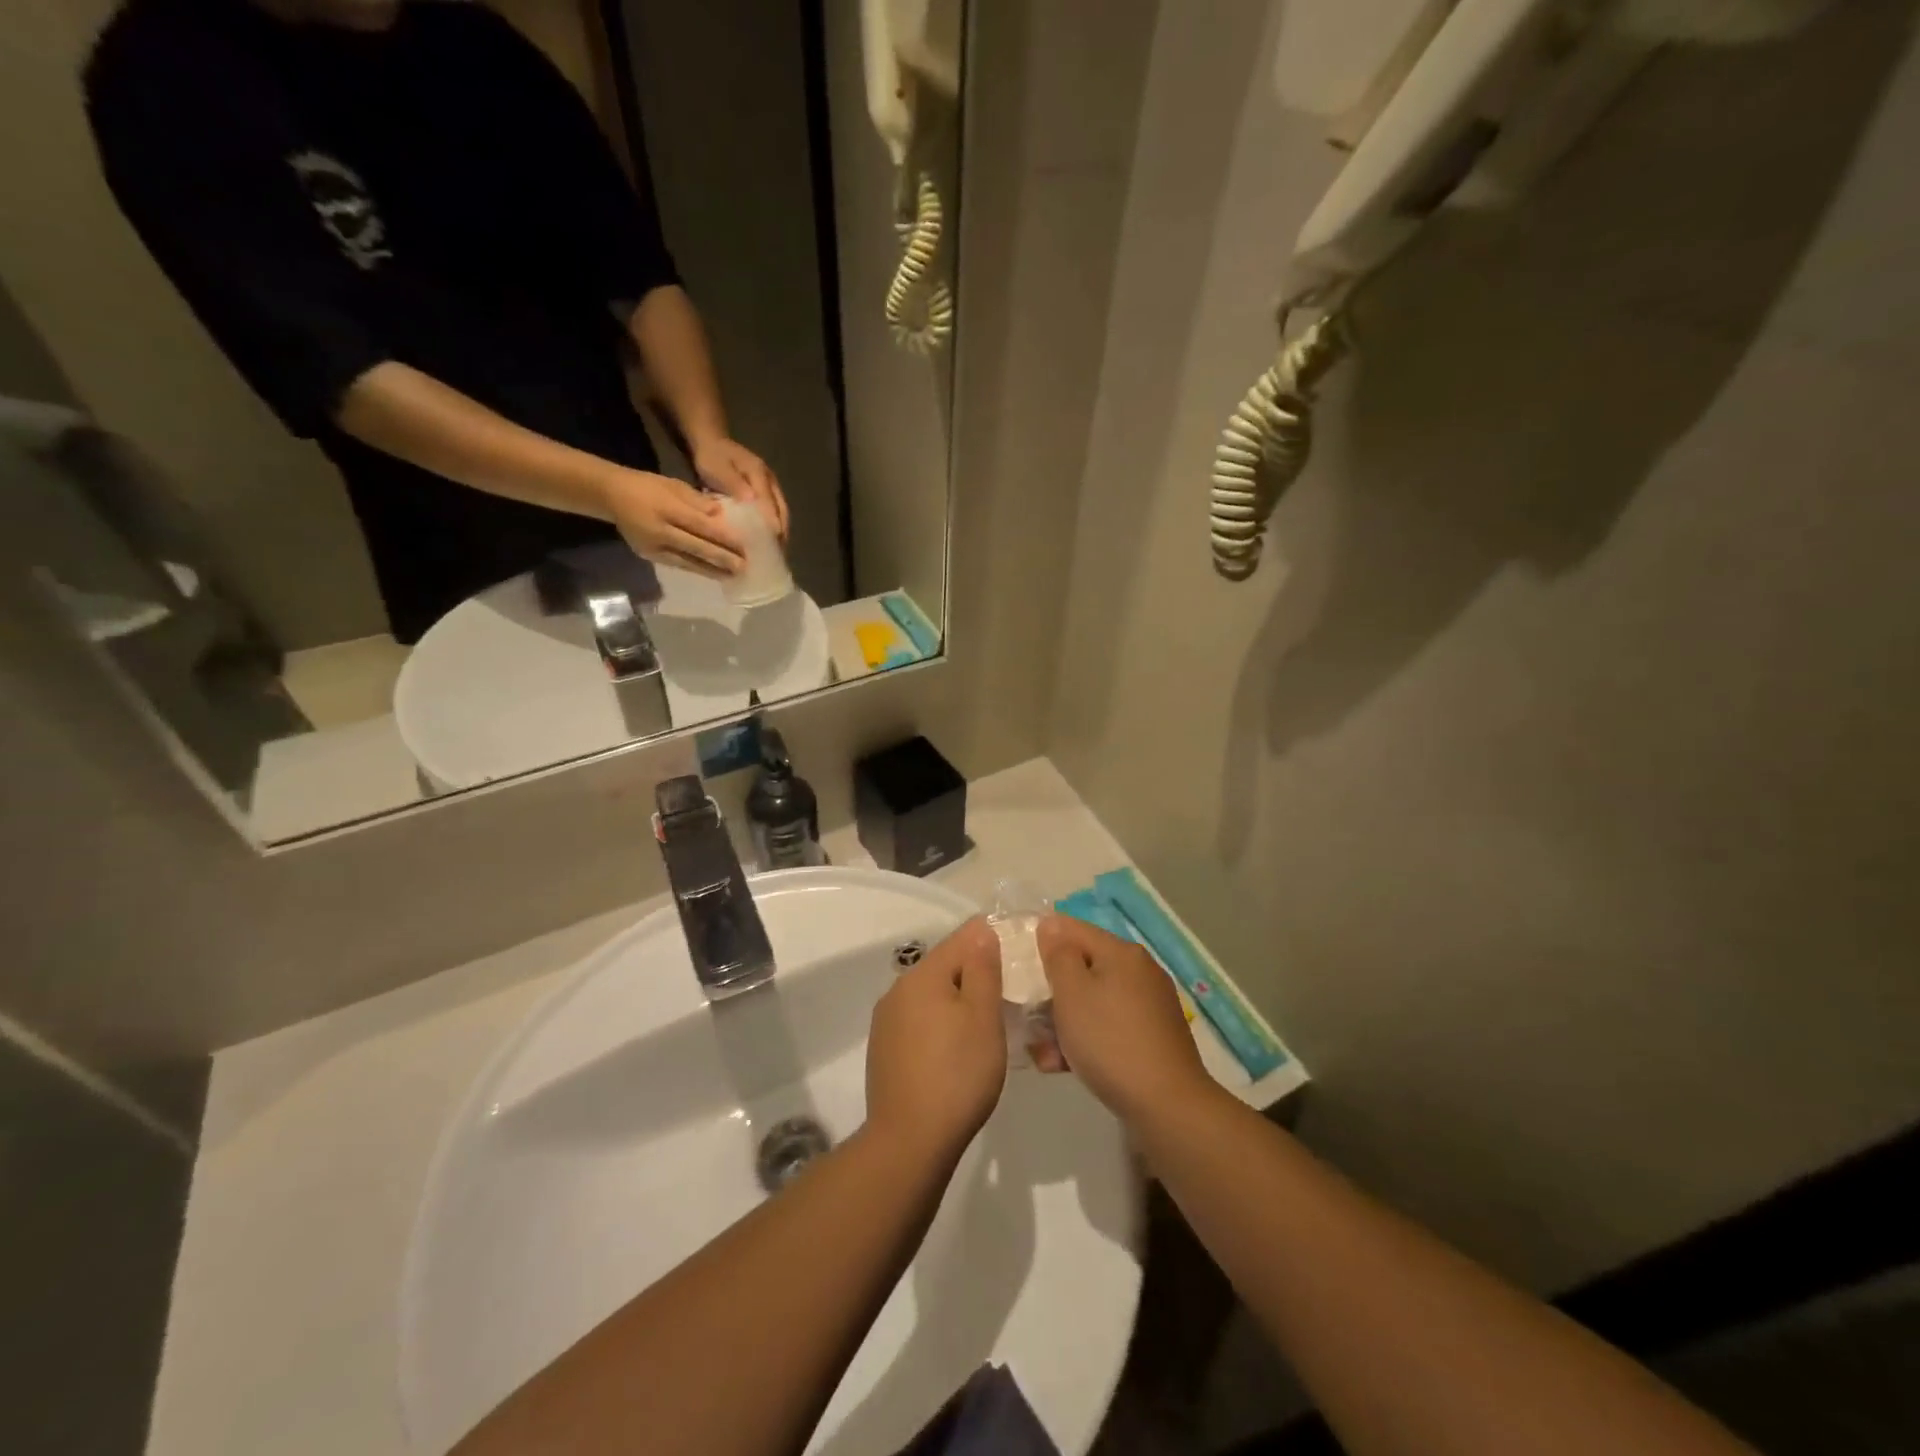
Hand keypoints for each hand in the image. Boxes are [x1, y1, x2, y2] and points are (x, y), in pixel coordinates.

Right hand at [604, 468, 744, 577]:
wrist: (611, 495)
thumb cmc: (648, 487)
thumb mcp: (674, 485)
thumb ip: (697, 501)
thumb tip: (722, 515)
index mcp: (666, 507)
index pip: (700, 525)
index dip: (723, 537)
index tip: (744, 545)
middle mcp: (659, 530)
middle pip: (696, 547)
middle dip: (722, 558)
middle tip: (744, 567)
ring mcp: (653, 547)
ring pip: (688, 561)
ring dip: (713, 570)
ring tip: (734, 576)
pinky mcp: (650, 556)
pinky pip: (679, 565)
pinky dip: (698, 569)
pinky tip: (714, 574)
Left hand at [691, 436, 788, 542]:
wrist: (711, 442)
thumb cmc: (712, 457)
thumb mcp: (718, 468)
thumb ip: (734, 483)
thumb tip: (753, 501)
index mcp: (759, 473)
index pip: (770, 501)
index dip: (772, 521)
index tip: (773, 540)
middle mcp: (770, 481)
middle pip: (781, 509)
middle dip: (781, 531)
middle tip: (777, 553)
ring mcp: (770, 487)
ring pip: (780, 512)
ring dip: (779, 531)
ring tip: (776, 551)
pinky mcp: (765, 493)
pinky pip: (773, 512)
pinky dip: (773, 526)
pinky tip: (768, 540)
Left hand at [866, 919, 1006, 1161]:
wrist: (909, 1141)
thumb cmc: (957, 1074)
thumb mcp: (983, 1017)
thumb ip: (983, 969)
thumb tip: (981, 932)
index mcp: (922, 976)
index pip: (961, 939)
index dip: (989, 939)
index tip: (1016, 951)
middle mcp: (898, 990)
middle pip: (943, 967)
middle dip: (974, 973)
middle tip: (1007, 993)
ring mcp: (886, 1021)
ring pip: (930, 996)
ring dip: (956, 1000)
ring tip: (985, 1023)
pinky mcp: (883, 1050)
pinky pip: (918, 1021)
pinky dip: (940, 1024)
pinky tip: (955, 1049)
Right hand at [1036, 915, 1211, 1126]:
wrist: (1168, 1106)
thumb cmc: (1110, 1041)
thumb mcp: (1072, 993)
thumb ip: (1057, 955)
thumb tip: (1051, 925)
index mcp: (1121, 952)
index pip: (1071, 928)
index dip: (1041, 942)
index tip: (1017, 968)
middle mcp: (1139, 971)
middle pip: (1082, 968)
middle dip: (1052, 992)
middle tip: (1027, 1018)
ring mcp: (1149, 1005)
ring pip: (1093, 1001)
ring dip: (1064, 1022)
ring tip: (1042, 1054)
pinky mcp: (1152, 1037)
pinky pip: (1109, 1026)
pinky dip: (1086, 1040)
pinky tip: (1063, 1066)